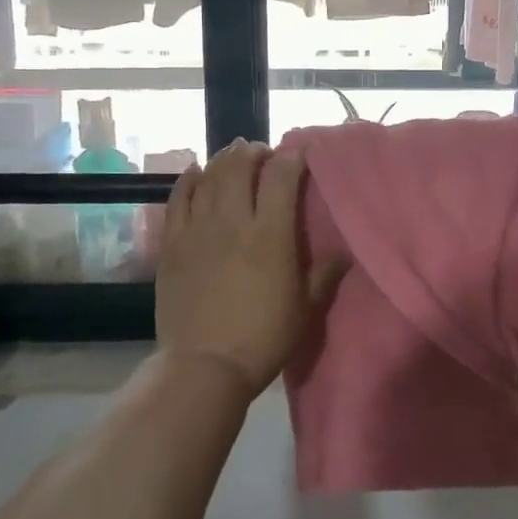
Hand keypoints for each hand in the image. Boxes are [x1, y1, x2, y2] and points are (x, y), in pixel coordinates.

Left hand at [154, 141, 344, 397]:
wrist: (203, 366)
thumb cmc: (263, 338)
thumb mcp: (305, 309)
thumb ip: (325, 274)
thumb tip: (345, 252)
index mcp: (271, 235)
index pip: (281, 177)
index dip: (291, 158)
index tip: (298, 153)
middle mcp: (233, 222)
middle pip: (240, 167)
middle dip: (252, 152)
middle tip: (261, 153)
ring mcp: (197, 230)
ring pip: (209, 177)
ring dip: (223, 160)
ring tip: (233, 156)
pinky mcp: (172, 244)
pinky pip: (177, 199)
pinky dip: (188, 180)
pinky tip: (195, 171)